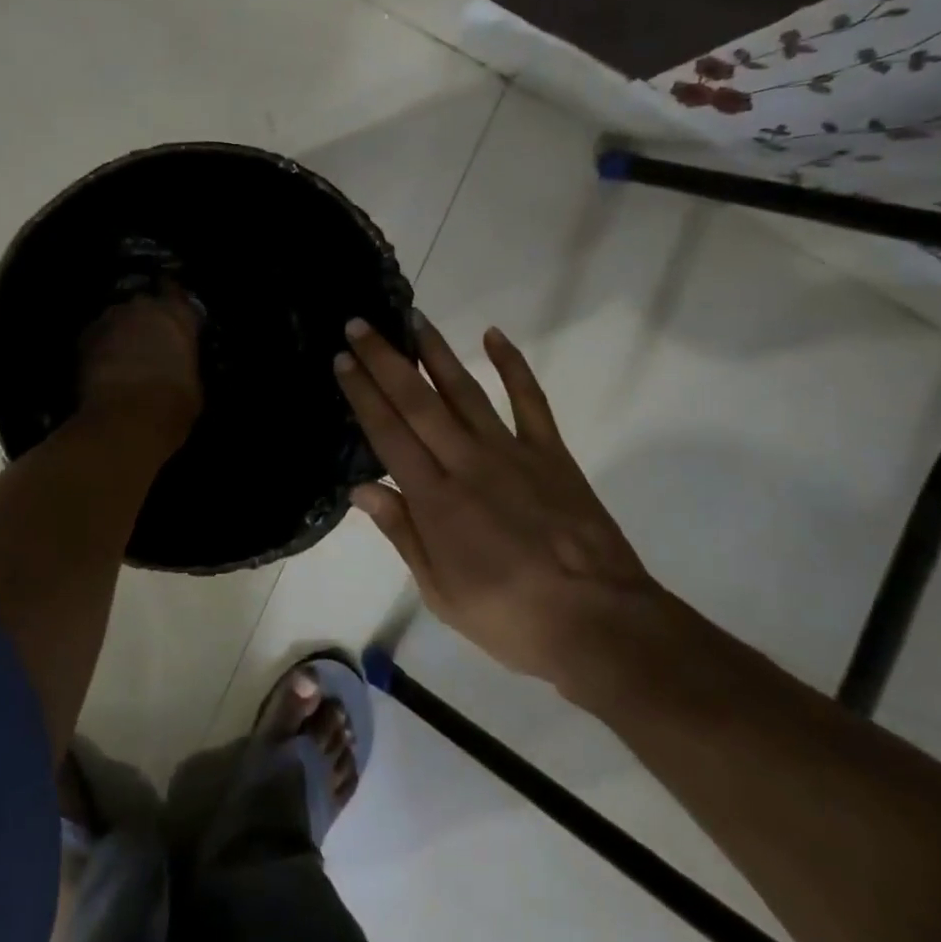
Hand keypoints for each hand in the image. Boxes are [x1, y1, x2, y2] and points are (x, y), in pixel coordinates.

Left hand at [78, 286, 203, 444]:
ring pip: (118, 318)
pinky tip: (105, 366)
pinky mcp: (85, 338)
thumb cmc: (174, 403)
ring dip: (122, 331)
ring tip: (124, 354)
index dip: (173, 302)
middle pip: (144, 304)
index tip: (173, 314)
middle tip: (149, 339)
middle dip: (145, 318)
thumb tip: (176, 363)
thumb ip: (184, 361)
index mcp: (177, 315)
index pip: (175, 292)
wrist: (126, 418)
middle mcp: (144, 308)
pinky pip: (97, 336)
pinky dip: (102, 347)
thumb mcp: (194, 383)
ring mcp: (110, 320)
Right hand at [334, 314, 657, 684]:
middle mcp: (467, 463)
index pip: (388, 434)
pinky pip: (530, 399)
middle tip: (360, 324)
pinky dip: (513, 365)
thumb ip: (402, 534)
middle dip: (385, 360)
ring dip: (436, 352)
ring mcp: (511, 452)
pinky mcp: (551, 452)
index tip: (343, 361)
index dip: (363, 395)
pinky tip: (494, 335)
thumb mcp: (440, 592)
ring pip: (465, 390)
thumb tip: (360, 488)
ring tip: (412, 319)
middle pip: (418, 402)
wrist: (597, 622)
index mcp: (435, 500)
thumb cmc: (509, 617)